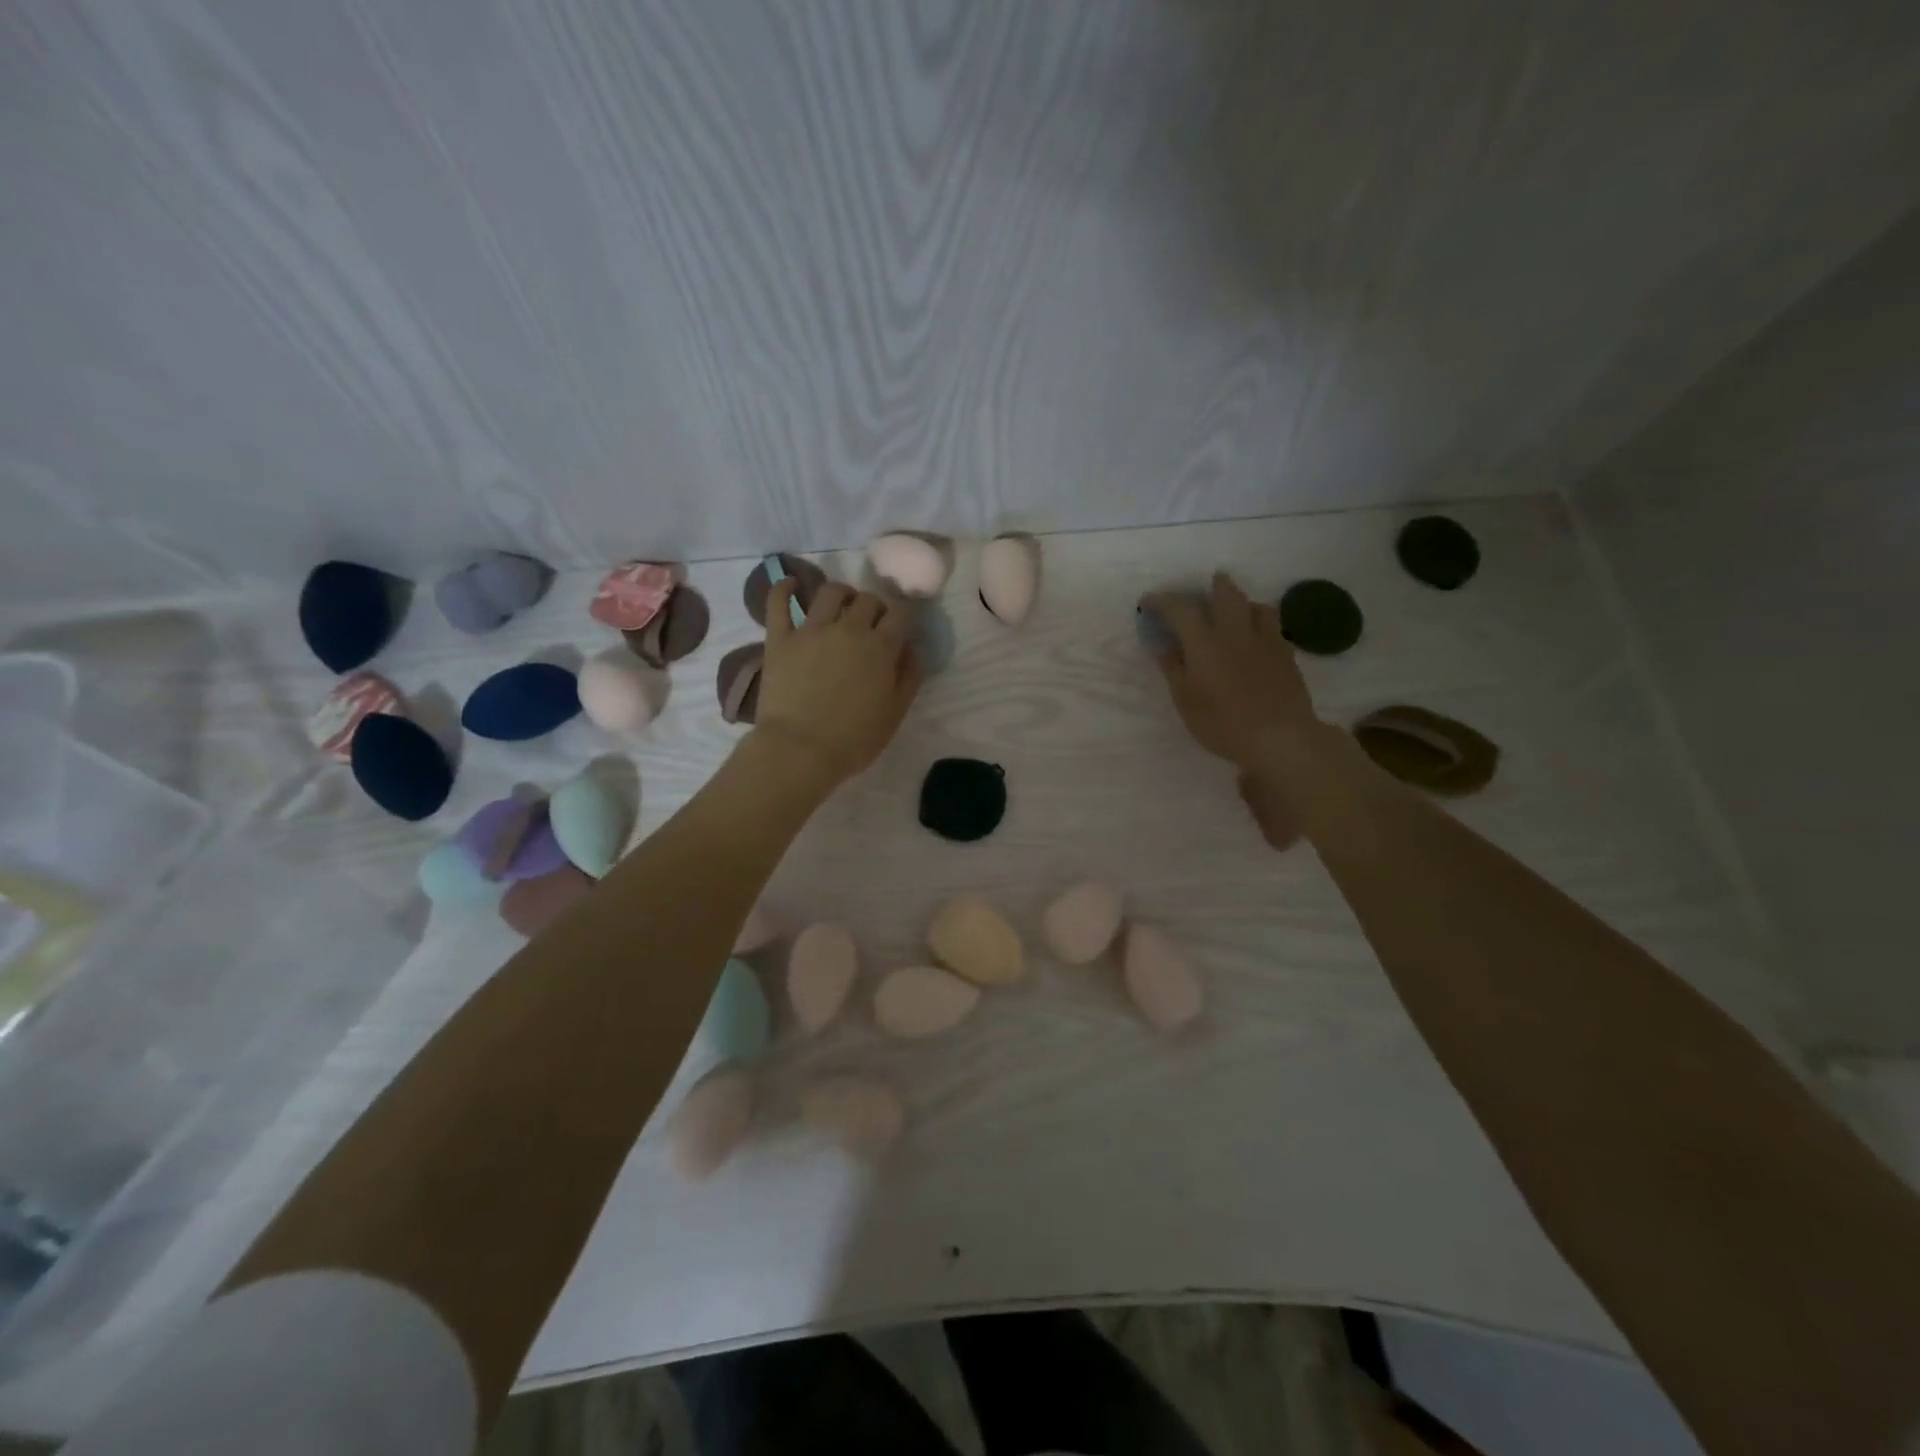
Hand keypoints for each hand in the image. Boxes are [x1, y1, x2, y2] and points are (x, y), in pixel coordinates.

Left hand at [751, 578, 921, 791]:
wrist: (799, 750)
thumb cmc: (853, 740)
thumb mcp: (895, 713)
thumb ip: (909, 676)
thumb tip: (910, 648)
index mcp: (881, 647)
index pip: (900, 613)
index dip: (903, 617)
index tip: (901, 627)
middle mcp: (849, 629)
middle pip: (868, 599)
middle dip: (875, 607)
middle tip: (871, 623)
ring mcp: (811, 630)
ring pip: (830, 592)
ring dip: (841, 593)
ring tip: (841, 605)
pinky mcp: (780, 638)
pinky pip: (778, 602)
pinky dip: (784, 587)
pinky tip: (791, 584)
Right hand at [1144, 573, 1319, 774]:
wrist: (1279, 737)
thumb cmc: (1223, 723)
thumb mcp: (1186, 701)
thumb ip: (1174, 670)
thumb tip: (1164, 647)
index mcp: (1205, 643)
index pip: (1180, 609)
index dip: (1162, 601)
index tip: (1149, 602)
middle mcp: (1236, 632)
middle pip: (1227, 594)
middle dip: (1214, 586)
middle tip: (1208, 585)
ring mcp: (1266, 640)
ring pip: (1256, 606)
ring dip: (1242, 601)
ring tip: (1236, 609)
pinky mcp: (1287, 654)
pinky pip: (1273, 626)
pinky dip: (1261, 622)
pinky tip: (1258, 636)